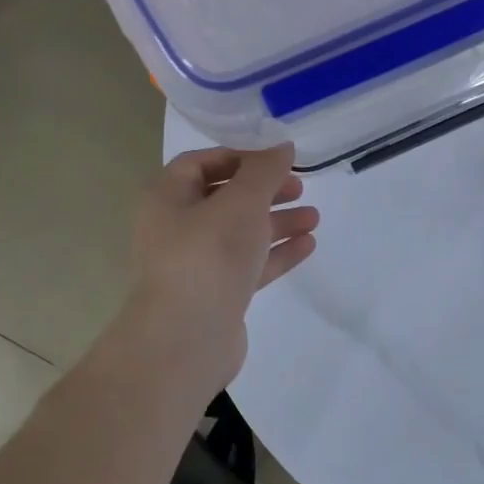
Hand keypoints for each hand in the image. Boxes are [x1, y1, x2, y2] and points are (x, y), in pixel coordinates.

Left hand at [124, 145, 318, 390]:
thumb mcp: (242, 202)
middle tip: (299, 187)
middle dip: (264, 190)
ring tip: (314, 217)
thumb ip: (265, 170)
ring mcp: (197, 264)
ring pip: (241, 233)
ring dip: (277, 222)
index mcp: (168, 198)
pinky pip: (249, 264)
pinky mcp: (217, 295)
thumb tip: (282, 145)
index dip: (239, 156)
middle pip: (225, 198)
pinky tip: (307, 245)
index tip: (276, 158)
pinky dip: (276, 253)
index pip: (200, 162)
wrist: (187, 338)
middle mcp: (177, 227)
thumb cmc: (209, 255)